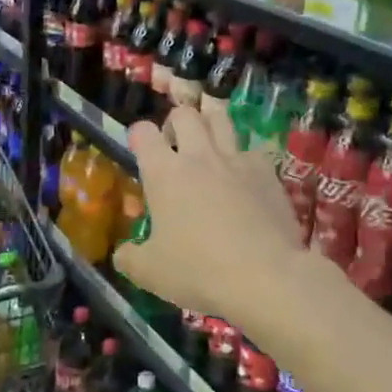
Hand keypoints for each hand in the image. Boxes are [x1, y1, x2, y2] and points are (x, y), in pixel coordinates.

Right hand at [113, 105, 306, 323]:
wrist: (265, 277)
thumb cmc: (198, 270)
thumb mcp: (149, 272)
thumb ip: (130, 257)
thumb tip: (123, 253)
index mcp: (163, 173)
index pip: (143, 132)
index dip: (138, 135)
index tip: (140, 149)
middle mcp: (198, 156)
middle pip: (184, 114)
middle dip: (175, 121)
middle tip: (175, 143)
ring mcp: (236, 160)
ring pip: (221, 119)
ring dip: (210, 120)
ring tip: (208, 136)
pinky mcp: (268, 172)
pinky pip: (252, 149)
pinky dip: (244, 155)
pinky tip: (244, 172)